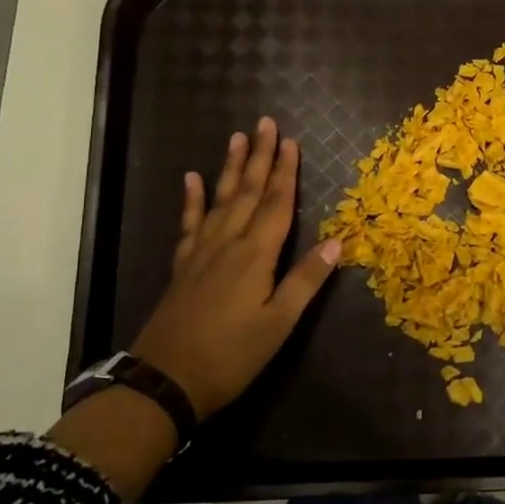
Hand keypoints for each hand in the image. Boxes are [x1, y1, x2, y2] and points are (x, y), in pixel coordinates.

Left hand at [130, 117, 341, 420]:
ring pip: (220, 199)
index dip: (287, 172)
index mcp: (256, 255)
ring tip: (237, 137)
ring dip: (231, 168)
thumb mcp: (279, 324)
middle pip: (249, 192)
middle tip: (265, 123)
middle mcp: (229, 244)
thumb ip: (306, 280)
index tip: (292, 141)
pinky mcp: (183, 266)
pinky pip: (190, 224)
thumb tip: (338, 242)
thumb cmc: (232, 356)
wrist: (165, 381)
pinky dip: (191, 200)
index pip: (277, 204)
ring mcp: (202, 253)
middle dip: (261, 157)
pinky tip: (191, 179)